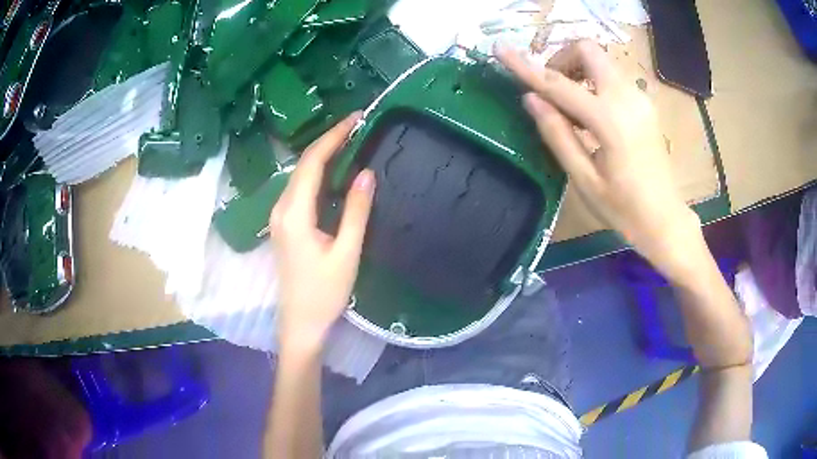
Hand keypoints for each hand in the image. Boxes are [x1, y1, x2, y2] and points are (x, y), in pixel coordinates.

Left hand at [270, 112, 375, 350]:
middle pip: (303, 164)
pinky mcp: (284, 224)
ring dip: (323, 155)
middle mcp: (281, 209)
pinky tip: (335, 171)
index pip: (312, 162)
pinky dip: (318, 173)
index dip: (333, 136)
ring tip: (350, 141)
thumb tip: (366, 173)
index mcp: (294, 213)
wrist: (300, 323)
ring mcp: (279, 217)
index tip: (356, 118)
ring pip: (300, 175)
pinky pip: (300, 189)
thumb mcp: (346, 253)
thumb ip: (355, 211)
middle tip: (358, 125)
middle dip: (329, 140)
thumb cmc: (324, 293)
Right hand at [496, 41, 704, 279]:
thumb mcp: (584, 178)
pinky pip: (612, 76)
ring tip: (569, 106)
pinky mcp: (644, 103)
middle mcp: (627, 97)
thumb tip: (530, 98)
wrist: (665, 219)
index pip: (559, 83)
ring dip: (578, 70)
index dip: (525, 66)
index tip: (500, 49)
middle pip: (588, 50)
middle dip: (562, 59)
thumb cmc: (623, 208)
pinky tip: (590, 112)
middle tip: (551, 89)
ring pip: (601, 60)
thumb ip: (557, 134)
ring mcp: (639, 98)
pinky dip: (593, 81)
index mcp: (609, 120)